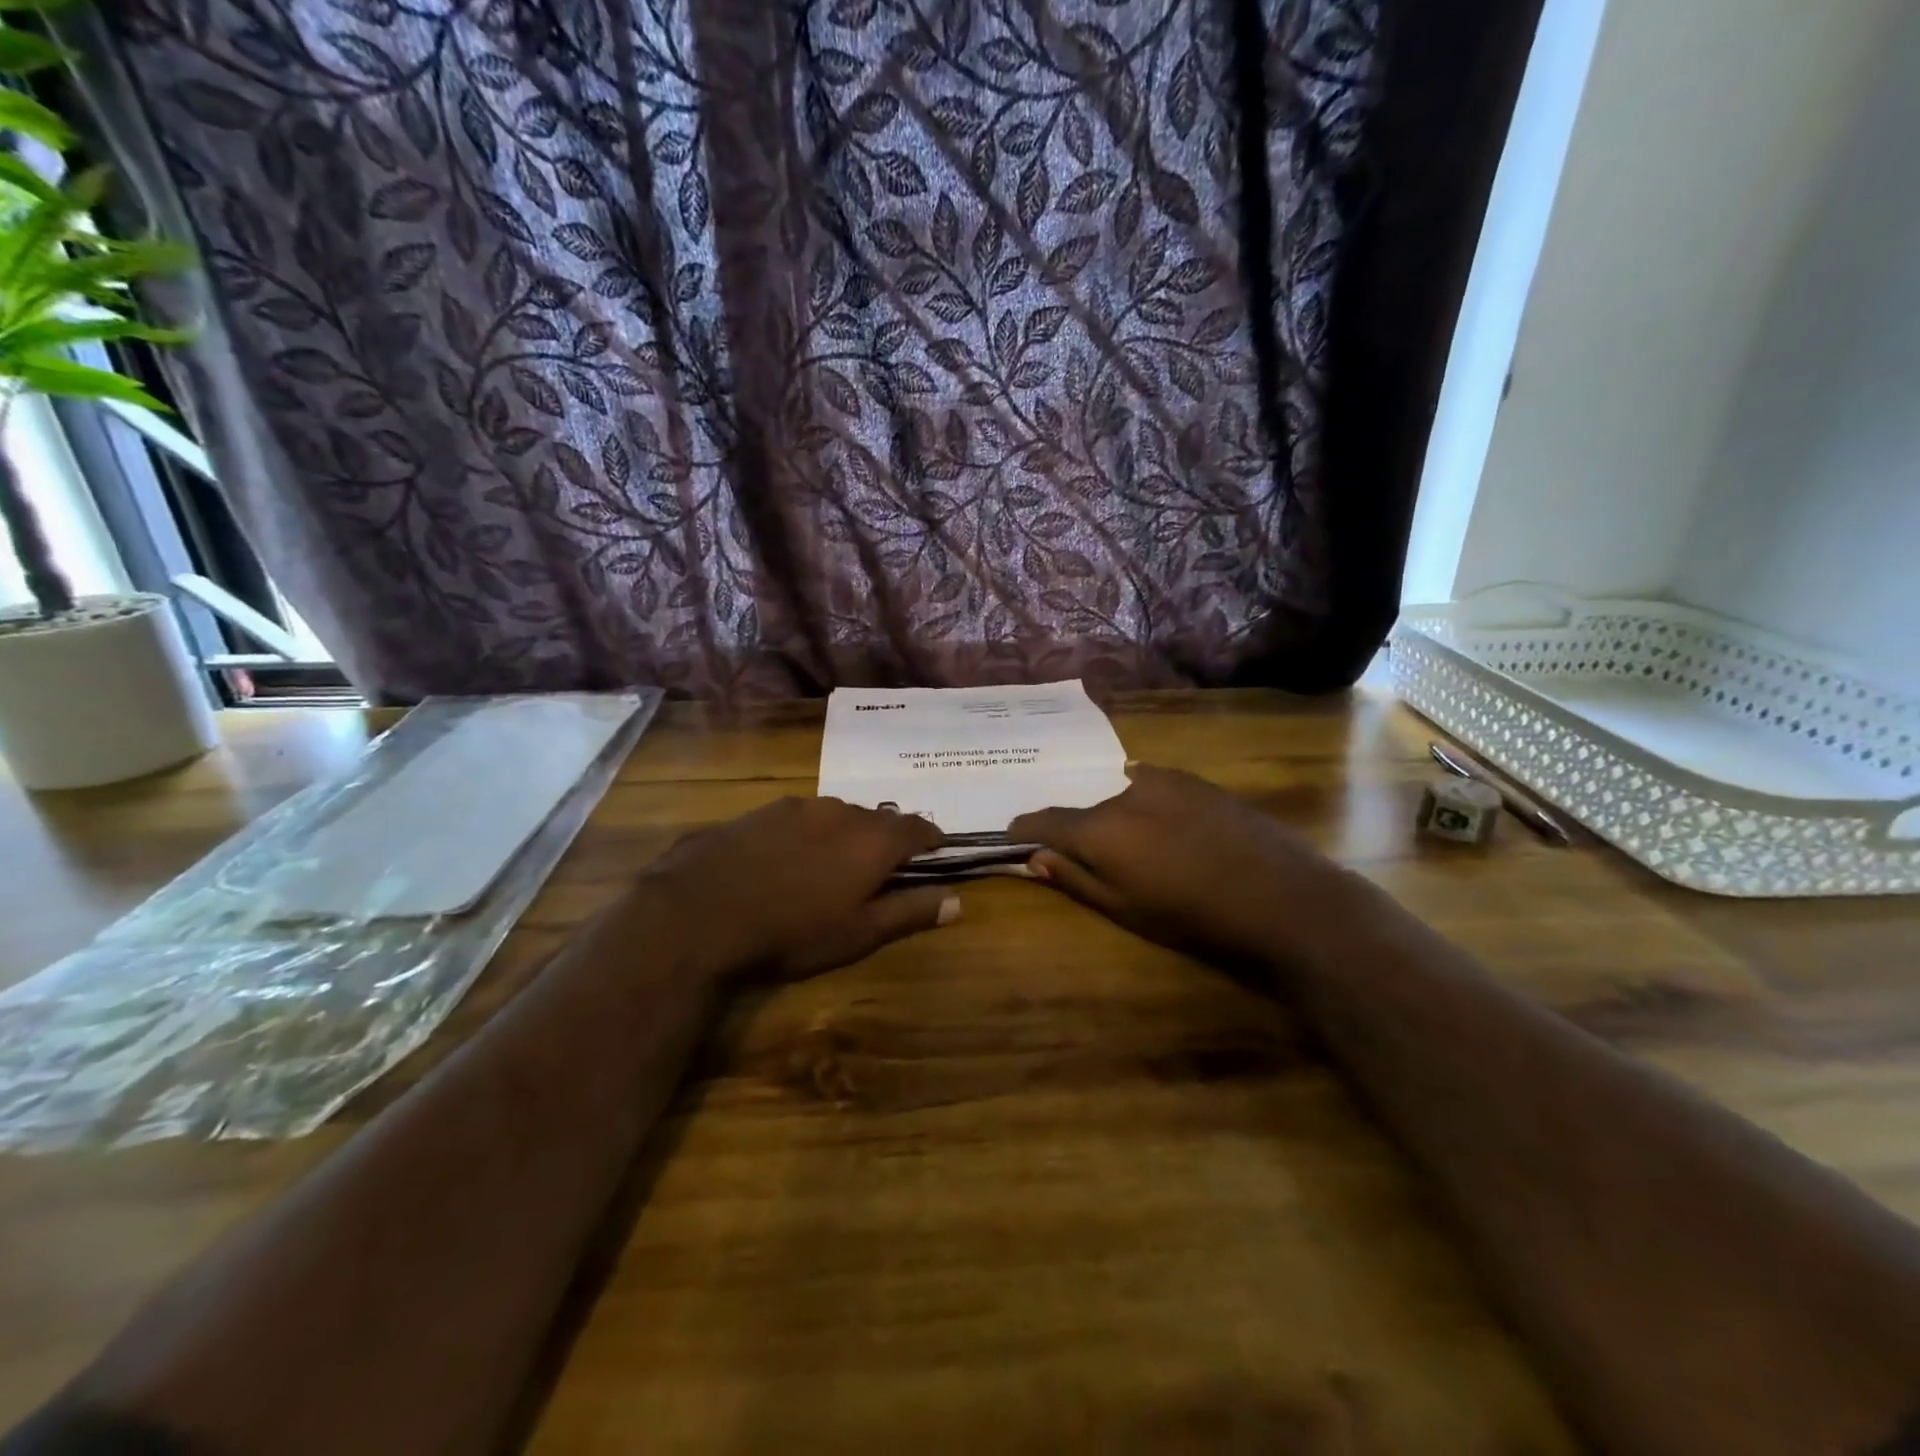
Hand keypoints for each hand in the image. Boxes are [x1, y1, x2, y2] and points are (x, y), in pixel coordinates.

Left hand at [638, 797, 958, 980]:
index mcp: (872, 838)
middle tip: (880, 867)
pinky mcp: (759, 811)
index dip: (930, 839)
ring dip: (844, 834)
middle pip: (876, 819)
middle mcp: (840, 811)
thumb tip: (957, 900)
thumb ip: (910, 912)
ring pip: (836, 815)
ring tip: (833, 864)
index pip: (917, 827)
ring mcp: (796, 806)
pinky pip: (799, 818)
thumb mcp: (858, 932)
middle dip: (885, 839)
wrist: (700, 911)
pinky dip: (807, 834)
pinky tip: (787, 859)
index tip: (935, 850)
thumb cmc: (792, 930)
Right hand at [1008, 765, 1354, 963]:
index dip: (1024, 829)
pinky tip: (1170, 830)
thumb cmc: (1195, 915)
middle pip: (1086, 810)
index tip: (1014, 837)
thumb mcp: (1126, 910)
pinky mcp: (1196, 781)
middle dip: (1080, 832)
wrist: (1282, 896)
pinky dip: (1148, 805)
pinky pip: (1155, 788)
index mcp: (1100, 828)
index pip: (1044, 820)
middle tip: (1093, 860)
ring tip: (1143, 849)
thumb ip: (1076, 879)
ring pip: (1122, 796)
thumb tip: (1036, 857)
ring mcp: (1164, 781)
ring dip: (1119, 818)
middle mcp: (1124, 793)